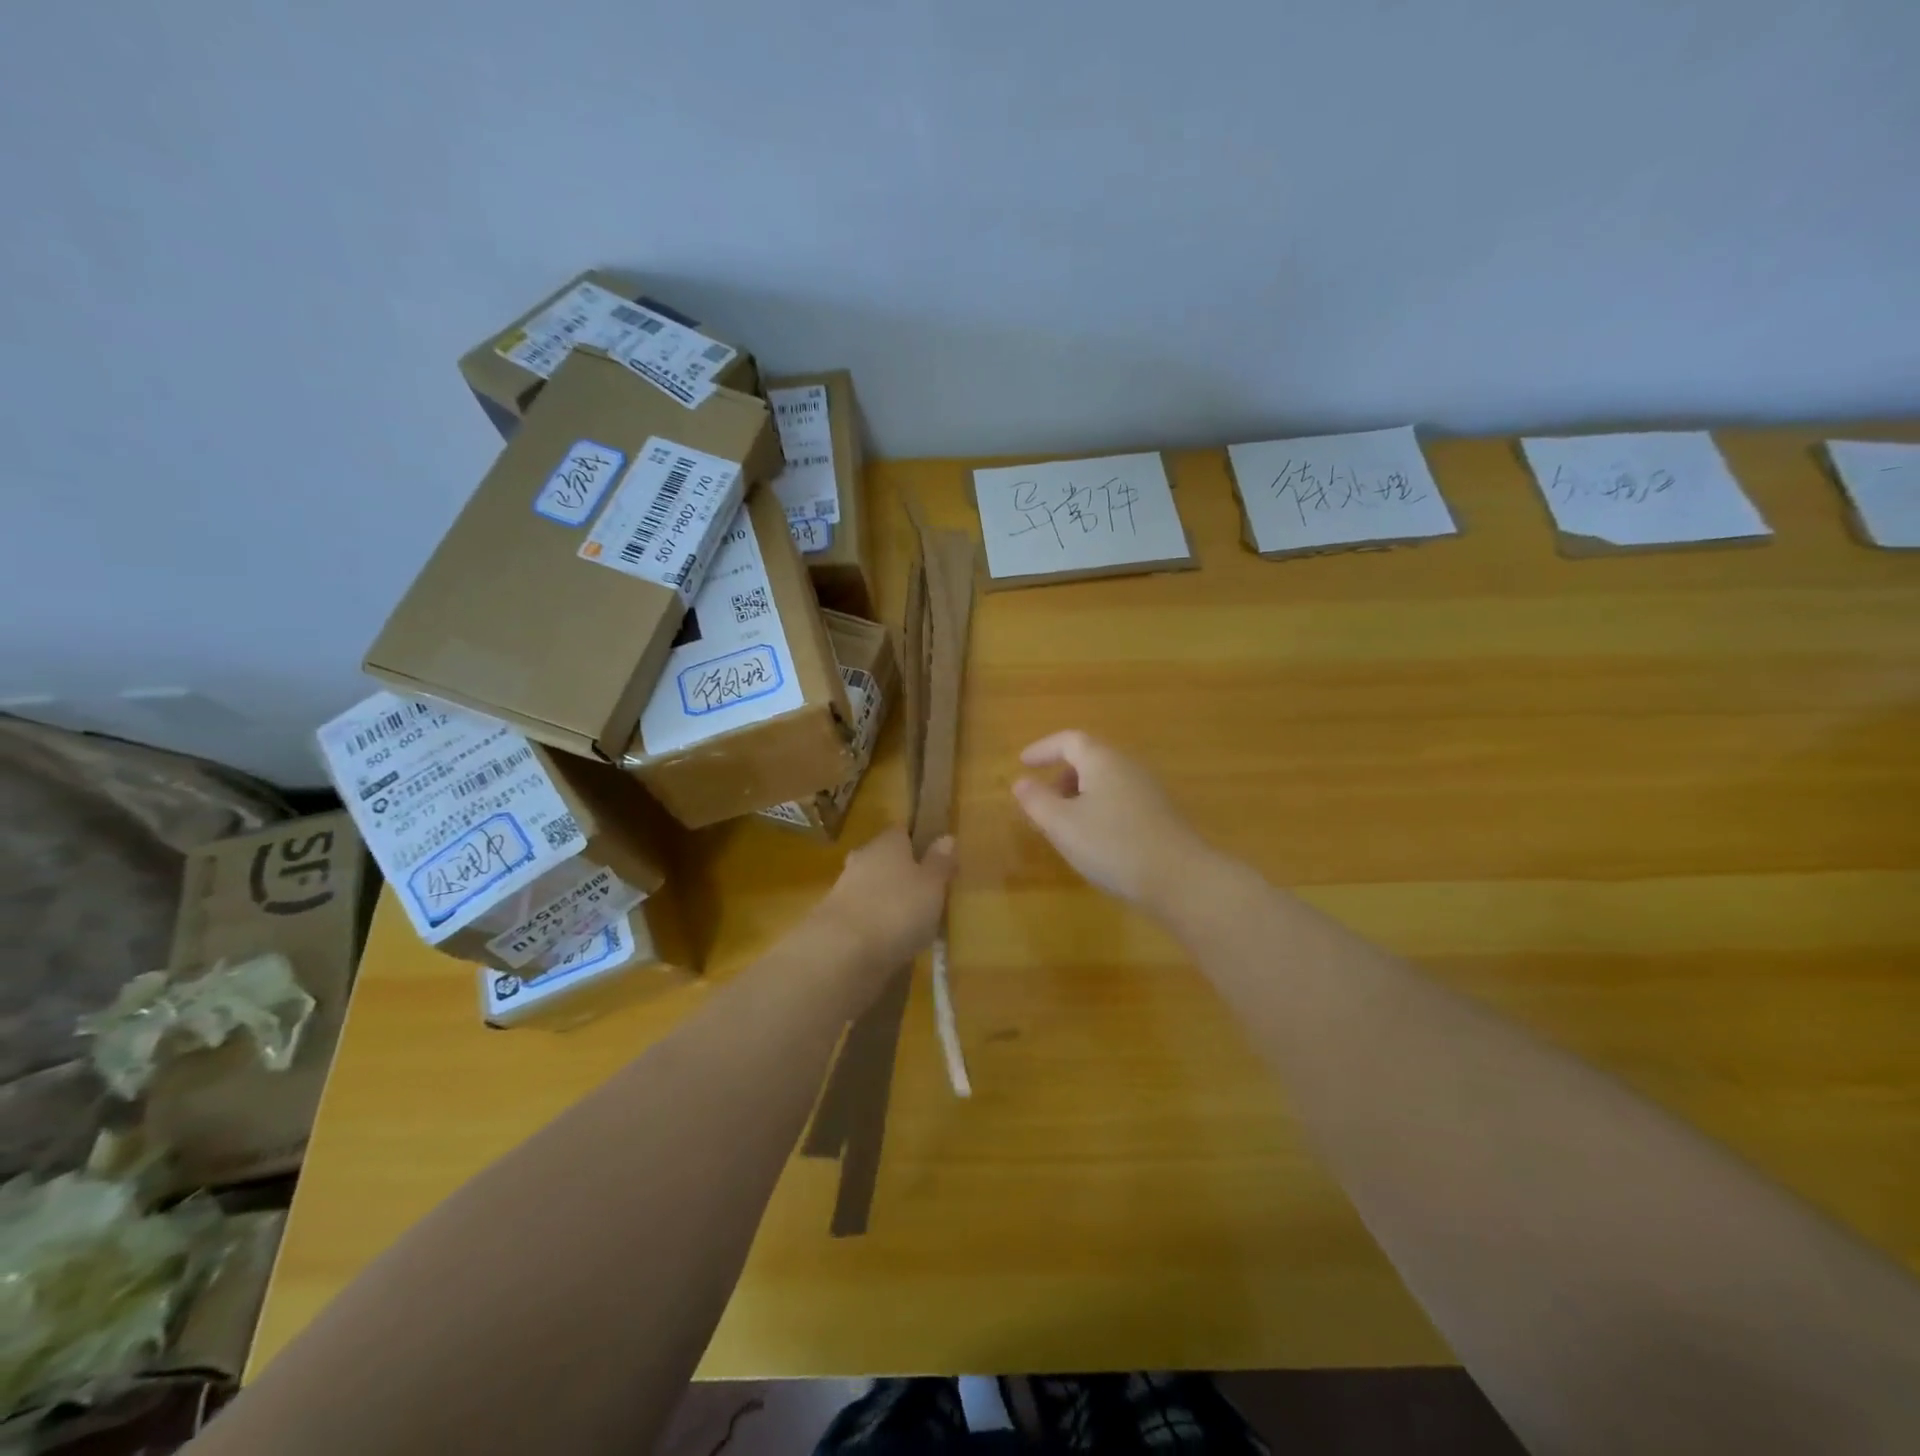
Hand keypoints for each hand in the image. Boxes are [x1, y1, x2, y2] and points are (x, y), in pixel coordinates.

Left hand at [820, 827, 956, 967]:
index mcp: (888, 843)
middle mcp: (863, 858)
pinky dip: (873, 924)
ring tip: (909, 924)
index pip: (903, 833)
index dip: (918, 844)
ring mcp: (843, 889)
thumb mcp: (932, 886)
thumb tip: (946, 837)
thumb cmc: (897, 909)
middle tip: (923, 894)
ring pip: (871, 888)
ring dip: (885, 901)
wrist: (842, 951)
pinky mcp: (832, 919)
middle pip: (884, 860)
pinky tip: (887, 942)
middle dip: (900, 874)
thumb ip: (939, 863)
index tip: (934, 861)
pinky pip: (861, 915)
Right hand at [1012, 730, 1210, 907]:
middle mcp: (1128, 767)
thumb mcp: (1063, 825)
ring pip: (1106, 781)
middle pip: (1090, 758)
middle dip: (1061, 774)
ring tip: (1064, 824)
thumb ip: (1037, 801)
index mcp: (1102, 761)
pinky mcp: (1160, 814)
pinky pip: (1120, 799)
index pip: (1069, 740)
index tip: (1022, 763)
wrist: (1180, 879)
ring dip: (1080, 794)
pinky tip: (1095, 839)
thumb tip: (1021, 782)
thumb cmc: (1112, 845)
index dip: (1043, 749)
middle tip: (1042, 799)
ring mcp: (1148, 790)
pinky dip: (1099, 807)